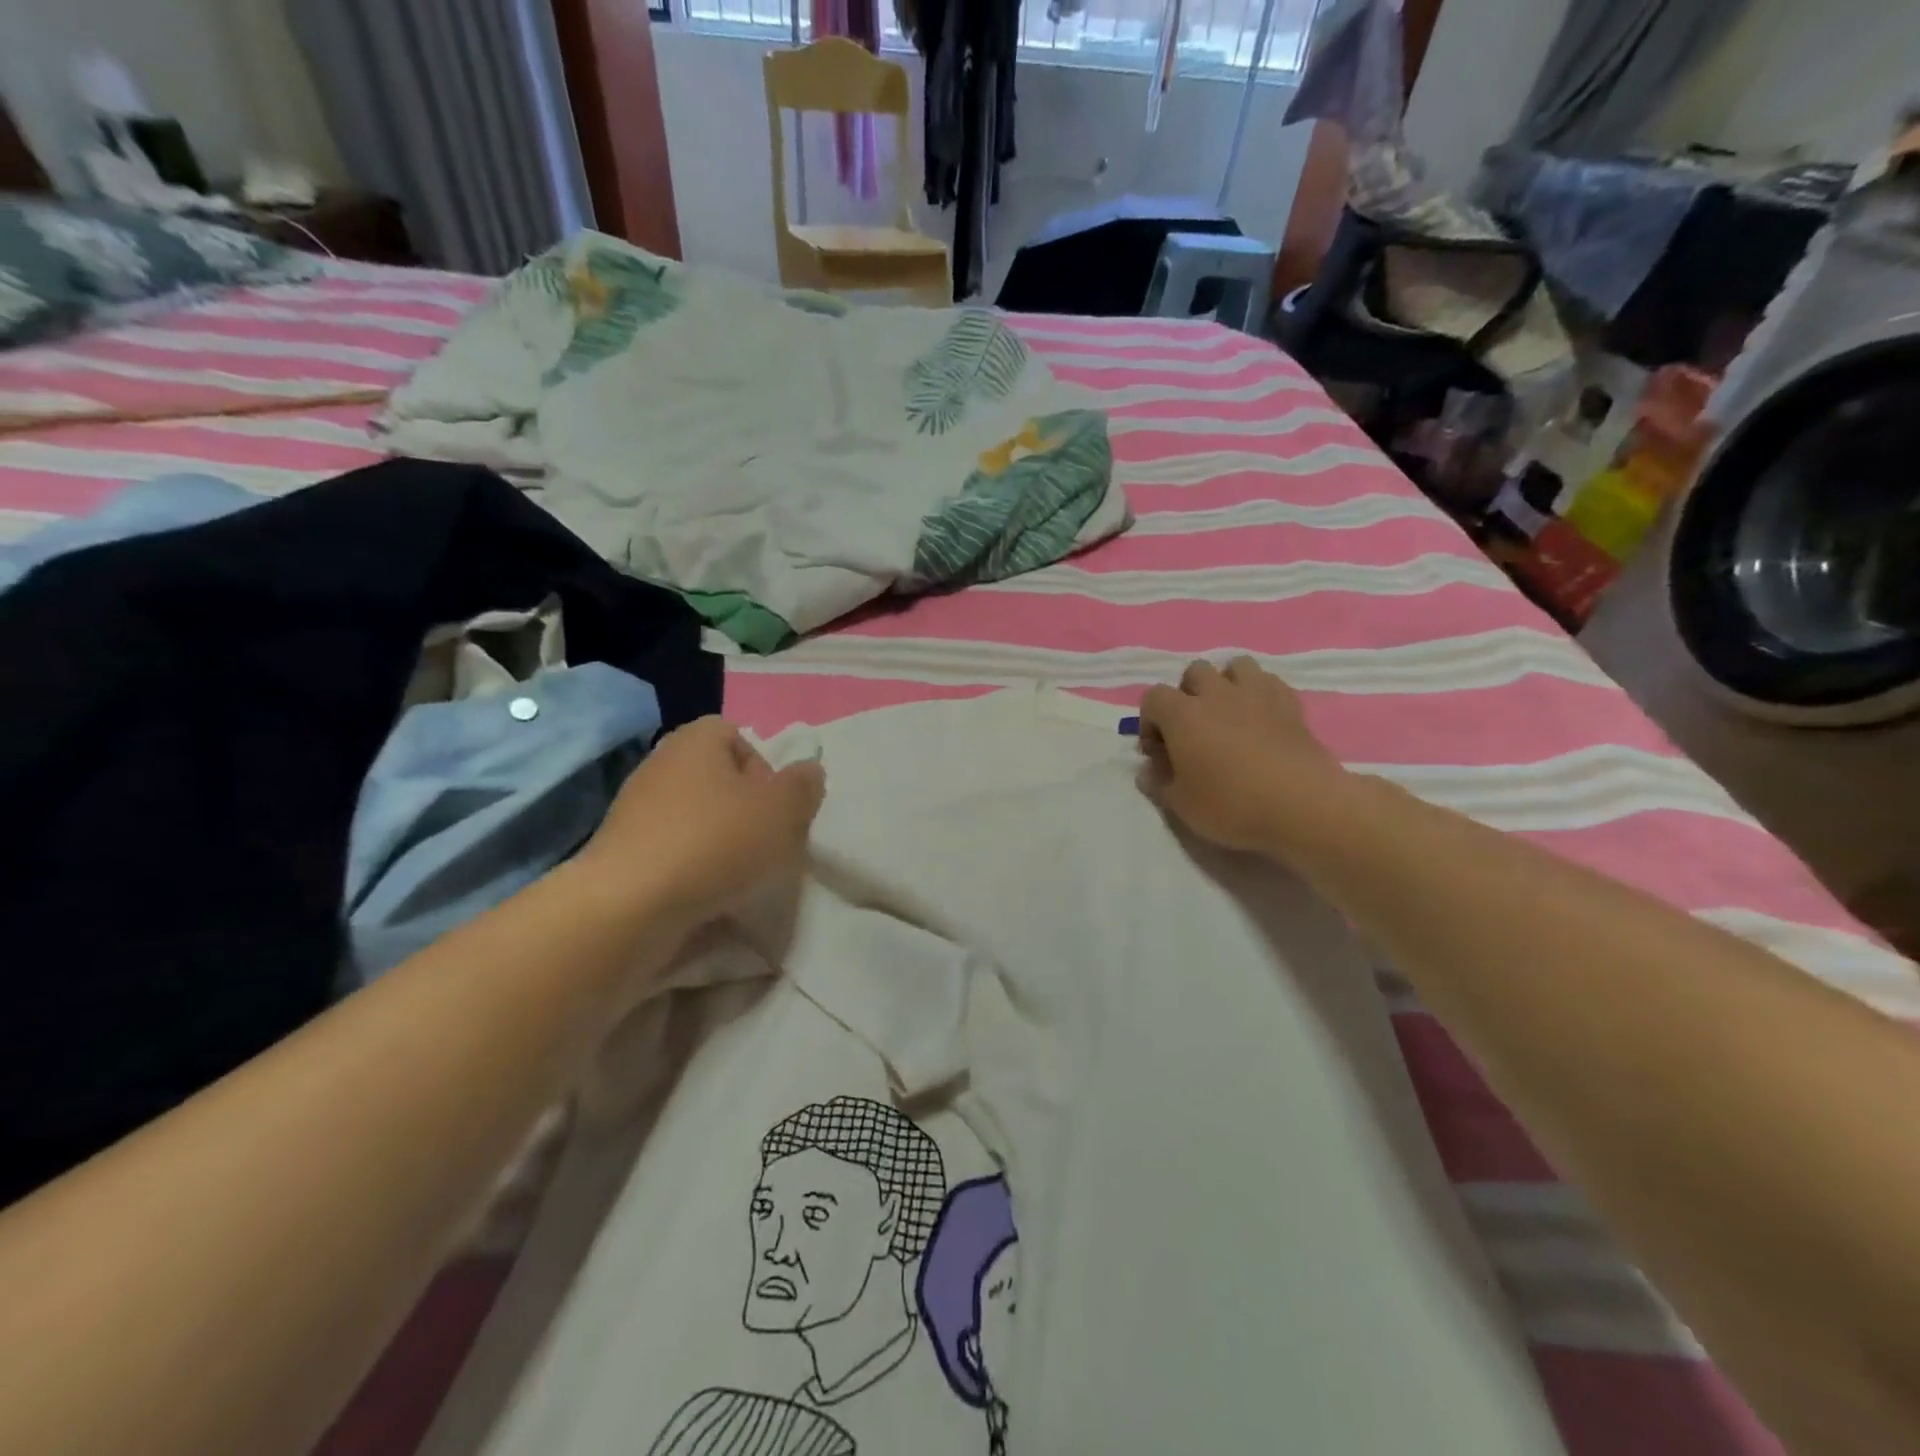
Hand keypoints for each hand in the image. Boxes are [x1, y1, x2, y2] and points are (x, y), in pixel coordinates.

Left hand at [579, 717, 825, 932]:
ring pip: (696, 818)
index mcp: (695, 741)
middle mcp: (661, 766)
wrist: (629, 906)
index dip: (764, 768)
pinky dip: (693, 869)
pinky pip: (673, 851)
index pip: (736, 735)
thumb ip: (803, 786)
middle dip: (747, 811)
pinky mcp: (623, 854)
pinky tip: (707, 895)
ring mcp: (636, 811)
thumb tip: (808, 772)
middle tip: (766, 842)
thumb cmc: (715, 842)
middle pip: (718, 780)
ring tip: (740, 875)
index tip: (776, 805)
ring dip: (722, 843)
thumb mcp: (782, 809)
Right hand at [1138, 658, 1346, 857]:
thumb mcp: (1181, 804)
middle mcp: (1217, 694)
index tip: (1158, 751)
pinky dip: (1261, 693)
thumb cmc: (1232, 805)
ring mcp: (1257, 694)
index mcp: (1182, 715)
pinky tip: (1262, 718)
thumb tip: (1148, 769)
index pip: (1153, 697)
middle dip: (1188, 694)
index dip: (1150, 721)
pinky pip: (1270, 682)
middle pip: (1194, 672)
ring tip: (1229, 714)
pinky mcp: (1291, 704)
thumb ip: (1159, 782)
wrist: (1303, 806)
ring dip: (1227, 683)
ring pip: (1236, 666)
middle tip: (1193, 729)